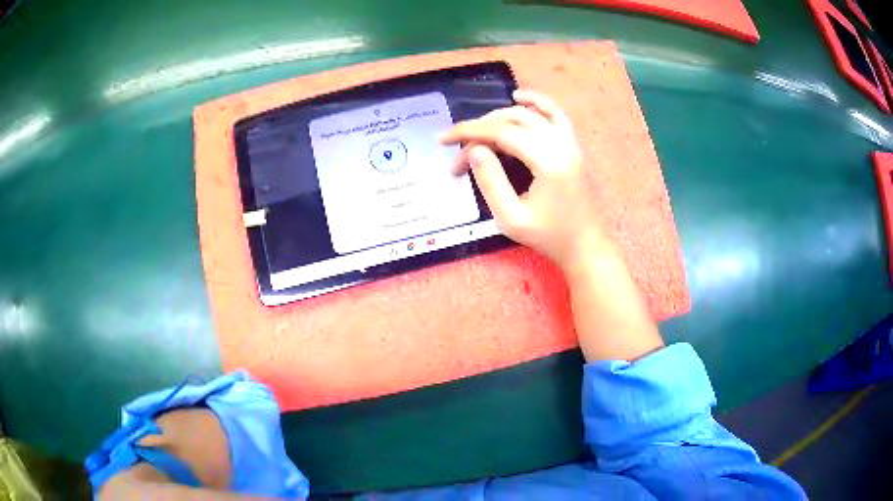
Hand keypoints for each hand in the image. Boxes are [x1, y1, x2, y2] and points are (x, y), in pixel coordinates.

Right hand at [443, 90, 661, 361]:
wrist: (585, 246)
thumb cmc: (549, 238)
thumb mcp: (511, 219)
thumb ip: (491, 181)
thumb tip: (474, 150)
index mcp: (547, 162)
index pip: (501, 132)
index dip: (469, 132)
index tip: (443, 139)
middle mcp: (561, 144)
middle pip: (513, 120)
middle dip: (480, 129)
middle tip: (459, 152)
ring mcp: (570, 143)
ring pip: (530, 114)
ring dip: (500, 117)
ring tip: (477, 131)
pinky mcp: (573, 146)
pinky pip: (555, 114)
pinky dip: (536, 102)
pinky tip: (519, 97)